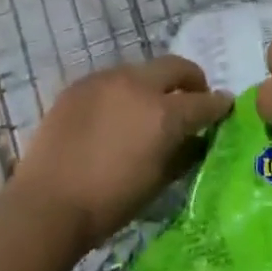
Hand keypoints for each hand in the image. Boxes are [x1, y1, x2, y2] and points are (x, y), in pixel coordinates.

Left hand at [9, 56, 231, 250]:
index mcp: (163, 113)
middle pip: (175, 67)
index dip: (218, 104)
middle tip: (193, 97)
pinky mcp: (80, 84)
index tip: (225, 106)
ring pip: (142, 70)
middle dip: (191, 79)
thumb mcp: (156, 183)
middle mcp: (138, 85)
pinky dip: (122, 91)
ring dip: (154, 84)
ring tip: (149, 107)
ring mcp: (106, 79)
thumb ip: (182, 154)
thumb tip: (196, 140)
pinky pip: (111, 79)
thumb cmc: (108, 204)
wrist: (47, 203)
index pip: (203, 101)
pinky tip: (115, 114)